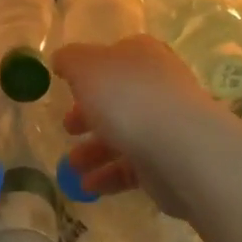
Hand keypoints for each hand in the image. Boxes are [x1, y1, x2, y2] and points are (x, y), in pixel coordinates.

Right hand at [52, 36, 207, 204]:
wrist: (179, 148)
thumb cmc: (127, 97)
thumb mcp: (85, 67)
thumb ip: (70, 60)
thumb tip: (62, 59)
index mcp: (141, 55)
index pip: (114, 56)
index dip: (89, 71)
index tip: (67, 89)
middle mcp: (158, 85)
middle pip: (117, 98)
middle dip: (89, 116)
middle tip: (67, 129)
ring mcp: (166, 124)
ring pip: (124, 135)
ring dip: (94, 151)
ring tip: (72, 167)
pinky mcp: (169, 161)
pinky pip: (133, 167)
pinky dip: (109, 176)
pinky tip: (89, 187)